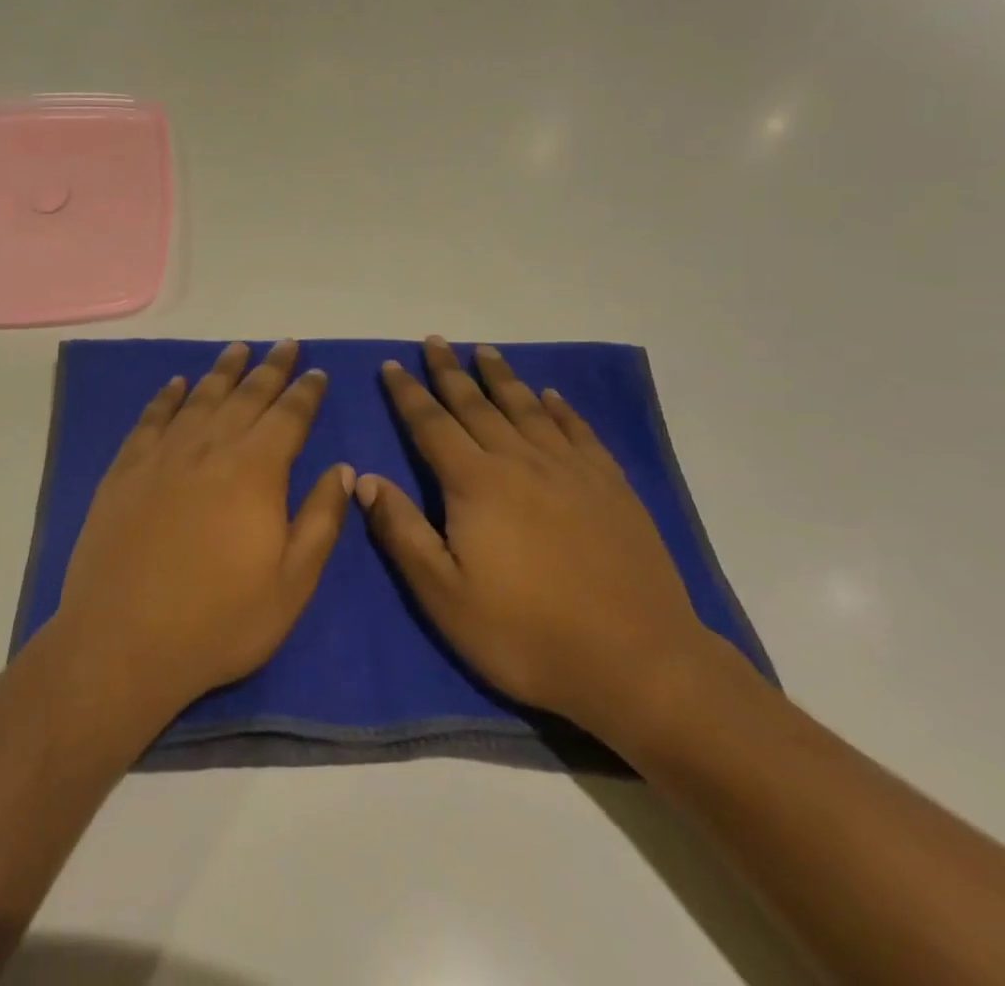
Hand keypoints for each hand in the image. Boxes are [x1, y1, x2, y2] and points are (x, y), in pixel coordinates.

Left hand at [56, 340, 354, 725]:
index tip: (316, 371)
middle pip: (246, 395)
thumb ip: (321, 520)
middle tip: (286, 344)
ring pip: (200, 397)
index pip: (289, 416)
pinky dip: (167, 396)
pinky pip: (151, 418)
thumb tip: (344, 469)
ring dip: (223, 371)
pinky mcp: (126, 469)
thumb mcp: (291, 583)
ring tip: (238, 348)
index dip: (306, 392)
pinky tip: (176, 383)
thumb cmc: (219, 620)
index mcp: (256, 470)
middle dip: (271, 367)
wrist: (122, 642)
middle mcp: (210, 448)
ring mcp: (163, 455)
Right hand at [357, 336, 713, 741]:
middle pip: (477, 404)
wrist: (638, 663)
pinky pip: (578, 431)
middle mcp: (520, 460)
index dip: (408, 393)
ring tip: (485, 351)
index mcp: (476, 483)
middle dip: (450, 371)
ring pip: (526, 408)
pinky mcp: (610, 486)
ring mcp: (571, 469)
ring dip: (501, 377)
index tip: (391, 365)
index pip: (431, 424)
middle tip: (435, 341)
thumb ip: (402, 532)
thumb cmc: (527, 635)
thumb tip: (367, 478)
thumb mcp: (445, 596)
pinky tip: (551, 396)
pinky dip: (560, 408)